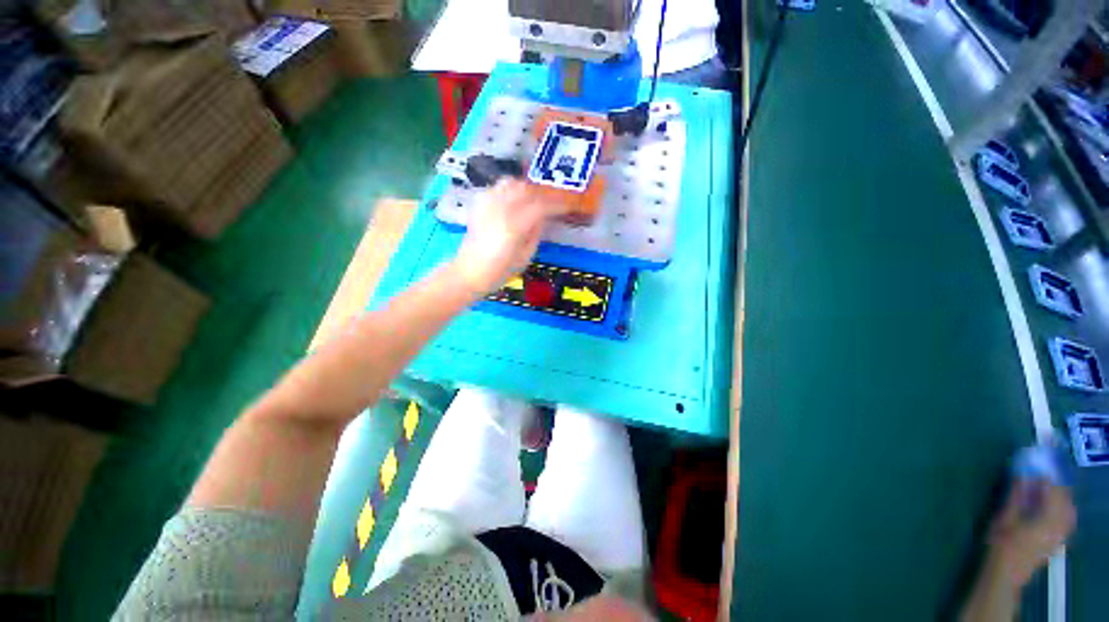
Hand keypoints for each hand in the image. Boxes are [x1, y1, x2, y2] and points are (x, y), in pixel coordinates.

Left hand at [453, 180, 567, 293]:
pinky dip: (509, 190)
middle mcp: (501, 209)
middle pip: (527, 189)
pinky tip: (514, 200)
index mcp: (515, 226)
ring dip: (526, 188)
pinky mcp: (479, 205)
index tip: (569, 205)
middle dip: (543, 194)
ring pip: (510, 183)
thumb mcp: (525, 256)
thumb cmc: (499, 271)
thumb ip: (536, 233)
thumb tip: (544, 217)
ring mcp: (487, 205)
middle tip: (552, 202)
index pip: (542, 206)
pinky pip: (497, 188)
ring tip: (533, 199)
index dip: (558, 204)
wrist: (469, 272)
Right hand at [987, 480, 1075, 587]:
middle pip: (1065, 499)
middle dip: (1055, 485)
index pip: (1053, 490)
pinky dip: (1062, 508)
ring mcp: (1062, 533)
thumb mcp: (1005, 517)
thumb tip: (1022, 474)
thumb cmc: (1002, 542)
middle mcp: (1060, 524)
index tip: (1036, 464)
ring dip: (1060, 496)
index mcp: (1048, 517)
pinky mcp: (1059, 539)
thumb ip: (1016, 495)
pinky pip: (1067, 519)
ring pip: (1069, 509)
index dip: (1045, 476)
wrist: (1006, 573)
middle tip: (1042, 475)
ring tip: (1046, 489)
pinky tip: (1051, 508)